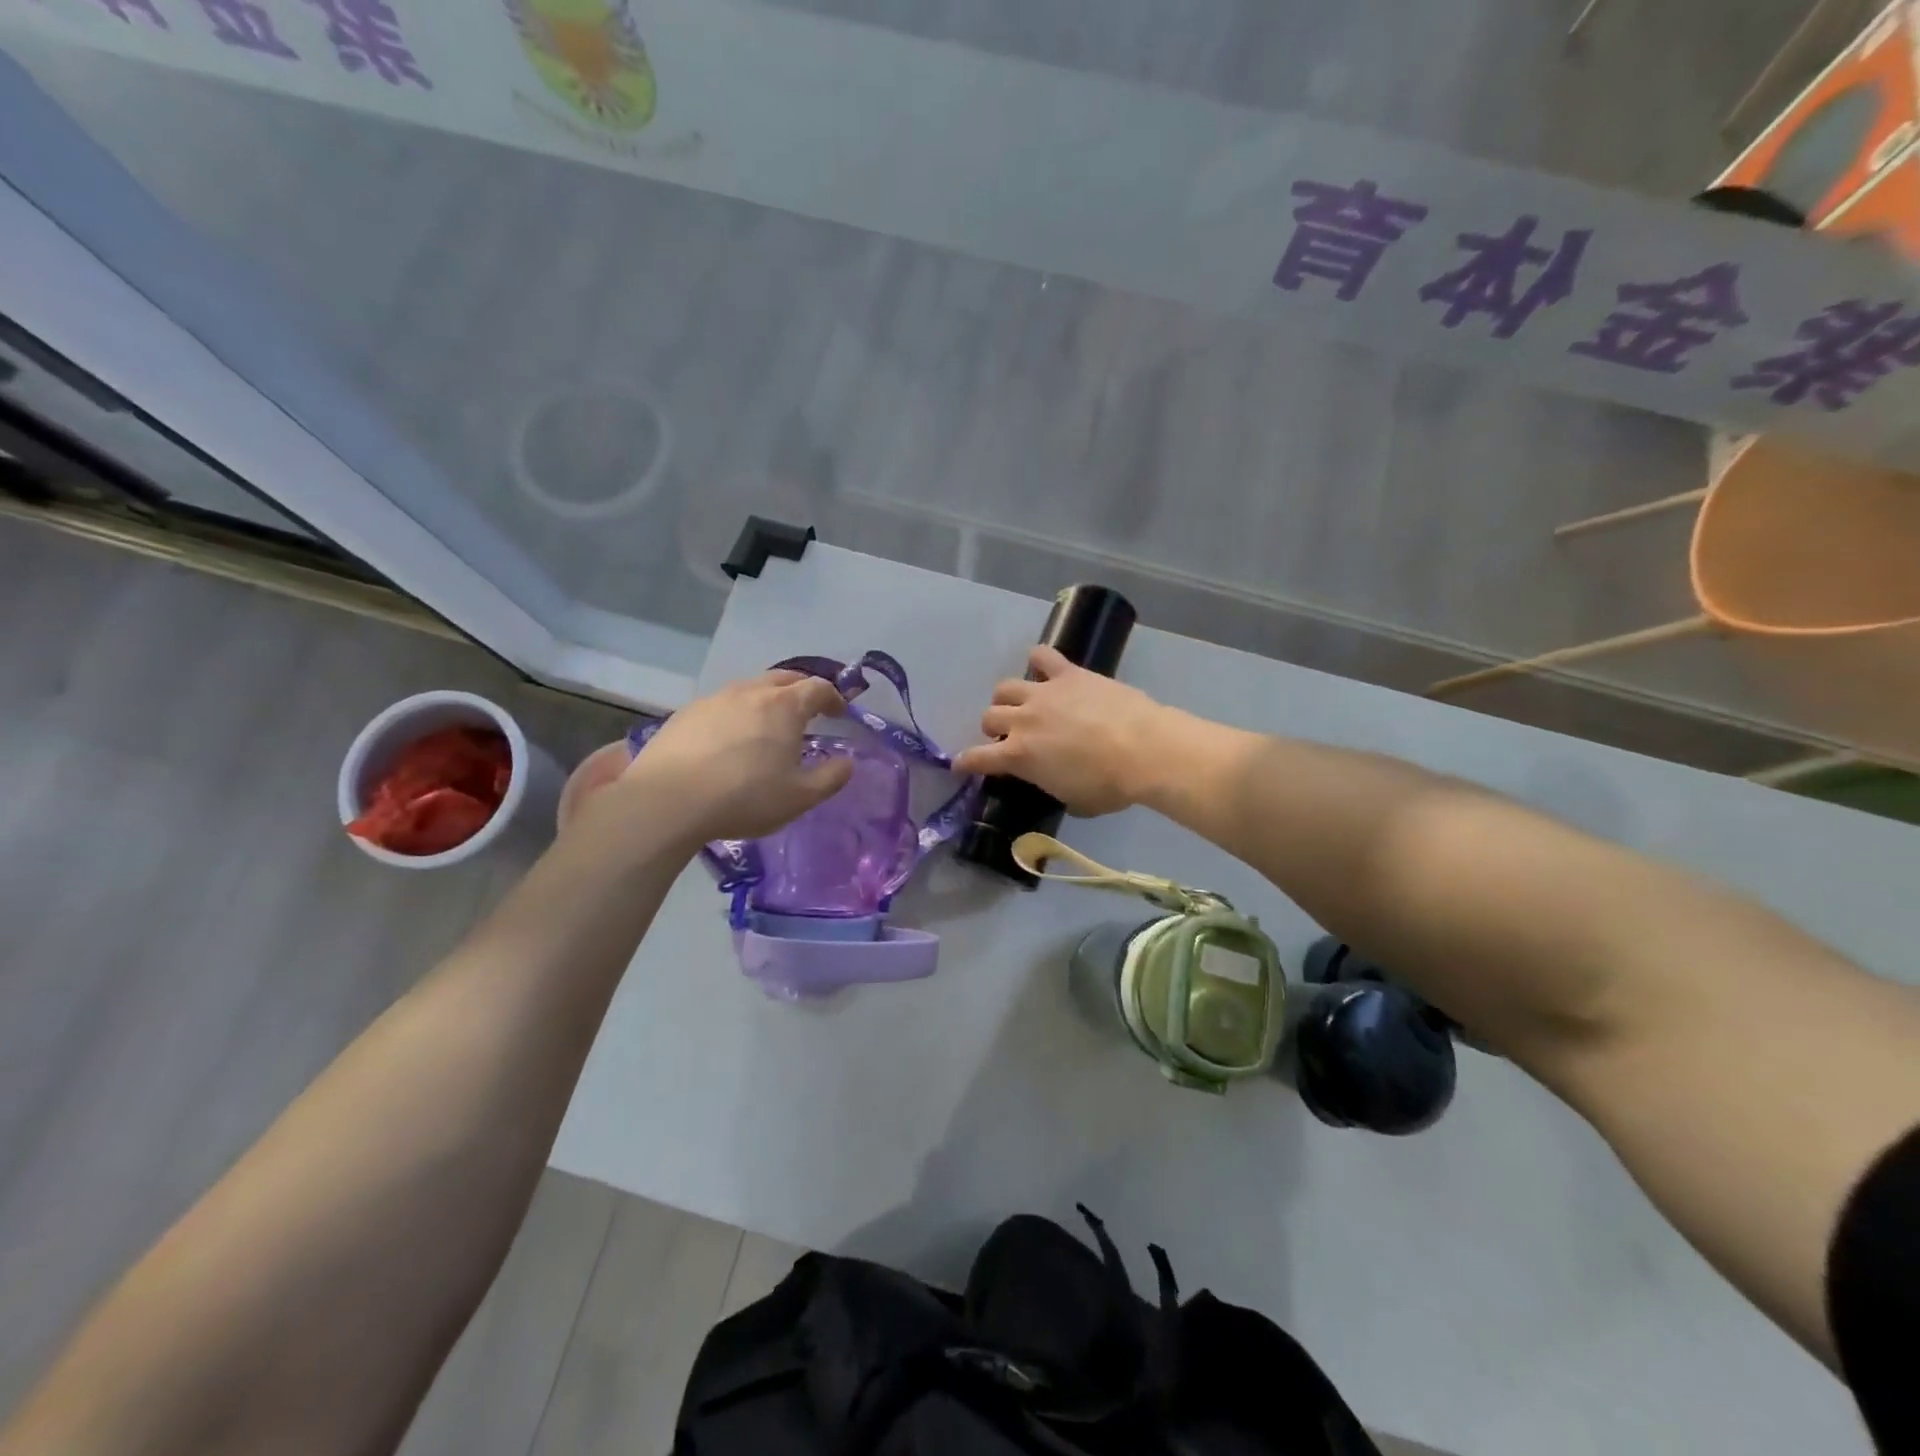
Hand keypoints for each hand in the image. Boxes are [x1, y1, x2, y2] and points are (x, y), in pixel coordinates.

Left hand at [621, 670, 853, 841]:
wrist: (668, 801)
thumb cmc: (745, 797)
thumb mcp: (799, 797)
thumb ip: (831, 778)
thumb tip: (848, 762)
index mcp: (785, 706)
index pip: (818, 688)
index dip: (834, 697)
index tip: (840, 712)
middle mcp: (751, 692)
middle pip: (784, 678)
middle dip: (802, 688)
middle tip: (809, 709)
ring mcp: (715, 699)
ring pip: (750, 687)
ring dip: (767, 698)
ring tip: (769, 723)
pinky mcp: (686, 713)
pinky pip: (722, 703)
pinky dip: (737, 712)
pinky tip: (729, 737)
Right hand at [953, 645, 1177, 816]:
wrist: (1144, 749)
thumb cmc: (1110, 785)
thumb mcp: (1074, 801)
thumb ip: (1053, 787)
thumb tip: (1054, 782)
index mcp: (1018, 756)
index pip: (976, 758)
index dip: (965, 762)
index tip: (961, 764)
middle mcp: (1022, 720)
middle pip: (989, 716)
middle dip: (993, 728)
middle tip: (1009, 736)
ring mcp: (1044, 692)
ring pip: (1005, 687)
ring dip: (1007, 698)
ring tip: (1021, 704)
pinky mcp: (1068, 673)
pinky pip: (1043, 656)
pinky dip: (1039, 660)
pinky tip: (1042, 665)